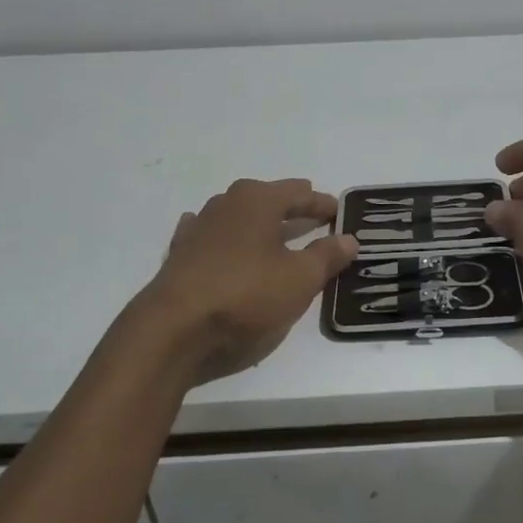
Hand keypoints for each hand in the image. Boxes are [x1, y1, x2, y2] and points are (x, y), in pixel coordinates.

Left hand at [136, 178, 358, 381]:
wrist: (173, 328)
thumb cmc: (245, 294)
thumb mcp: (300, 278)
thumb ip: (327, 256)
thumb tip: (349, 239)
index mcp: (258, 200)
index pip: (299, 193)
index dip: (322, 204)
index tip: (339, 212)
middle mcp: (226, 203)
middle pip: (267, 198)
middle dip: (291, 207)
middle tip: (312, 216)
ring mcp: (198, 226)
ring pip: (237, 215)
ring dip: (258, 222)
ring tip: (274, 233)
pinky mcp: (180, 253)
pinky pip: (210, 236)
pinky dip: (225, 238)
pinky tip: (223, 241)